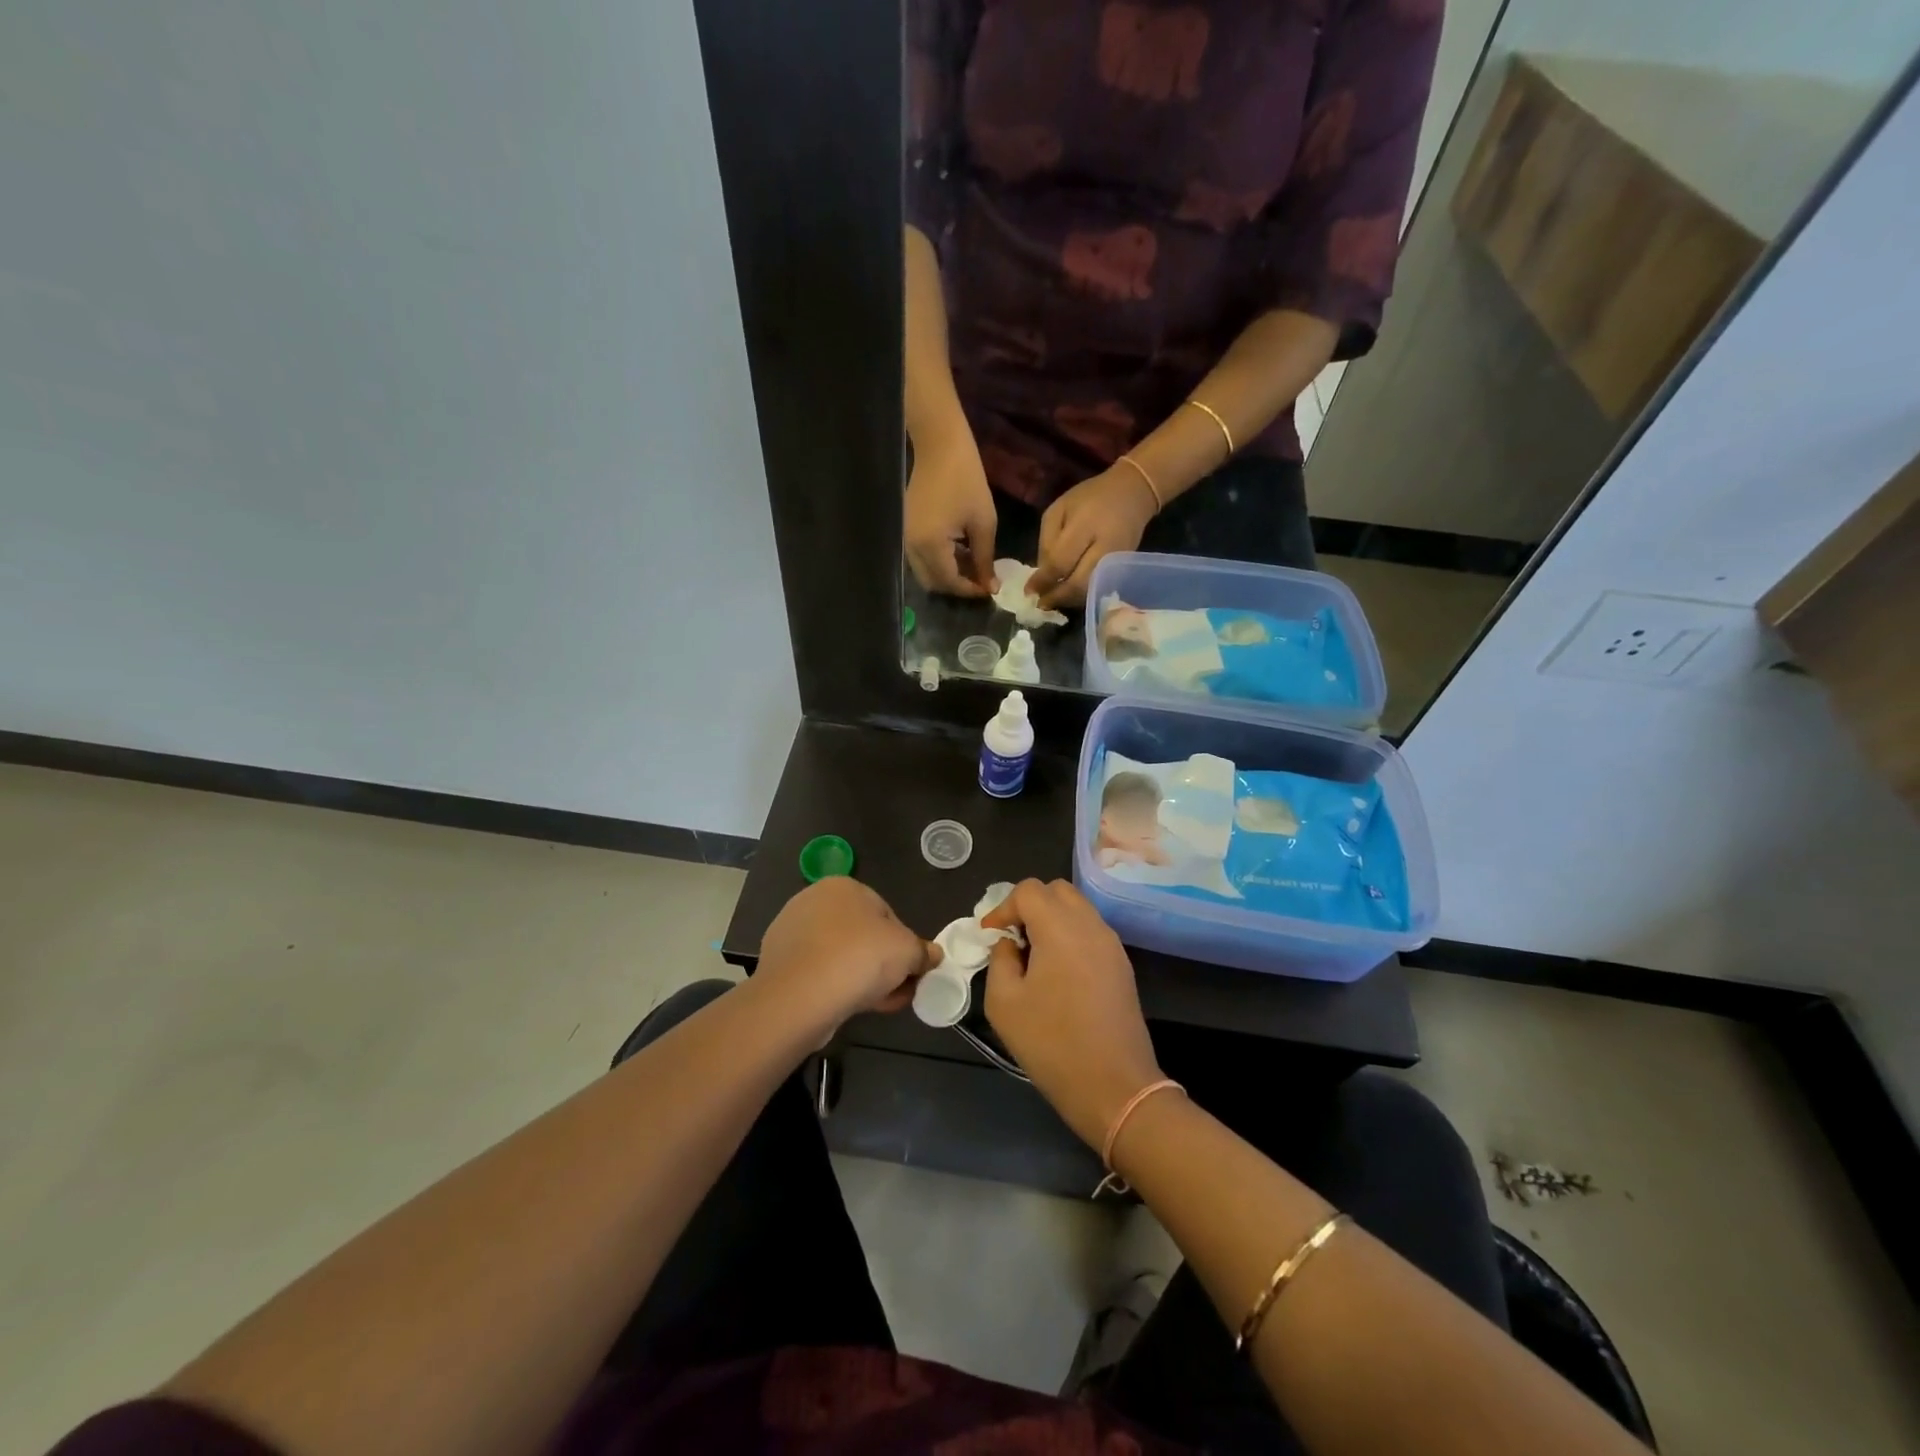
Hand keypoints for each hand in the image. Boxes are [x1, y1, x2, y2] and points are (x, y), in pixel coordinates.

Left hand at [756, 878, 939, 1028]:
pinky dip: (835, 987)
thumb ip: (923, 952)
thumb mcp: (908, 952)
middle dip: (883, 963)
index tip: (911, 970)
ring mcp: (791, 932)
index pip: (885, 913)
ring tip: (878, 1004)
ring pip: (840, 956)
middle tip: (898, 990)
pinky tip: (847, 1007)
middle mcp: (813, 901)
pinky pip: (818, 973)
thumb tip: (933, 955)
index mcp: (843, 886)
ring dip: (862, 977)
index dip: (903, 944)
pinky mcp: (778, 964)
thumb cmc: (859, 958)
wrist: (798, 997)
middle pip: (862, 935)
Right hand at [904, 424, 997, 596]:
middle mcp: (913, 548)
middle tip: (981, 580)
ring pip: (926, 572)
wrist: (940, 446)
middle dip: (957, 586)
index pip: (950, 582)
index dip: (971, 590)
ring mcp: (906, 539)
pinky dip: (940, 562)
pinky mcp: (907, 530)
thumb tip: (990, 586)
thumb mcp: (983, 522)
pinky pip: (922, 558)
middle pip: (933, 583)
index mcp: (930, 546)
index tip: (991, 588)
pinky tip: (959, 551)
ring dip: (948, 575)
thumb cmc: (967, 480)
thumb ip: (985, 559)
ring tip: (973, 565)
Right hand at [980, 880, 1162, 1148]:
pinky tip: (1057, 971)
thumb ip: (1000, 960)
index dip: (1004, 907)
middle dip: (1029, 905)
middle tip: (1012, 938)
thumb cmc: (1052, 1044)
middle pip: (1057, 891)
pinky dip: (1070, 935)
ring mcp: (1111, 944)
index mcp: (1060, 928)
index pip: (1029, 890)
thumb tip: (1009, 944)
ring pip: (1078, 908)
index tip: (990, 935)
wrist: (1115, 1087)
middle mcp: (1090, 925)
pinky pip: (1091, 931)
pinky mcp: (1122, 965)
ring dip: (1051, 919)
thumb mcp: (1004, 1003)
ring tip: (1033, 955)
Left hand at [1029, 465, 1156, 609]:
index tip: (1029, 591)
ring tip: (1052, 601)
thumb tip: (1041, 575)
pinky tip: (1069, 594)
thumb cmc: (1090, 498)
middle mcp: (1104, 547)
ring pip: (1089, 591)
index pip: (1060, 562)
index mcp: (1085, 525)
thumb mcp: (1059, 510)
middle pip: (1078, 584)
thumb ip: (1047, 541)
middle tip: (1040, 603)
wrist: (1133, 493)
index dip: (1043, 580)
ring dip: (1068, 600)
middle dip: (1056, 597)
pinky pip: (1099, 588)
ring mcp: (1117, 561)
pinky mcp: (1124, 569)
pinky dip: (1081, 595)